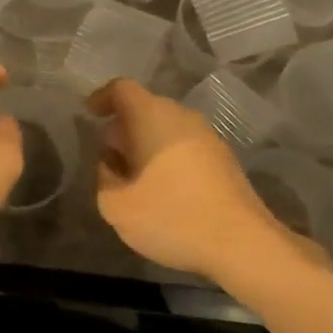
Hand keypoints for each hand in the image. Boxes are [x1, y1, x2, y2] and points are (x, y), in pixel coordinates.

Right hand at [90, 77, 302, 282]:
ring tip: (134, 178)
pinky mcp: (224, 159)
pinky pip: (184, 145)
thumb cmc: (172, 217)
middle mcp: (182, 116)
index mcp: (152, 116)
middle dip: (122, 128)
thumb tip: (110, 163)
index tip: (90, 114)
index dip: (102, 97)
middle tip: (109, 158)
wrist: (242, 243)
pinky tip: (164, 191)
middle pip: (145, 108)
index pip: (122, 89)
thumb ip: (103, 178)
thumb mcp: (116, 206)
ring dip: (146, 145)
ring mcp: (208, 136)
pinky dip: (167, 157)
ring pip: (166, 128)